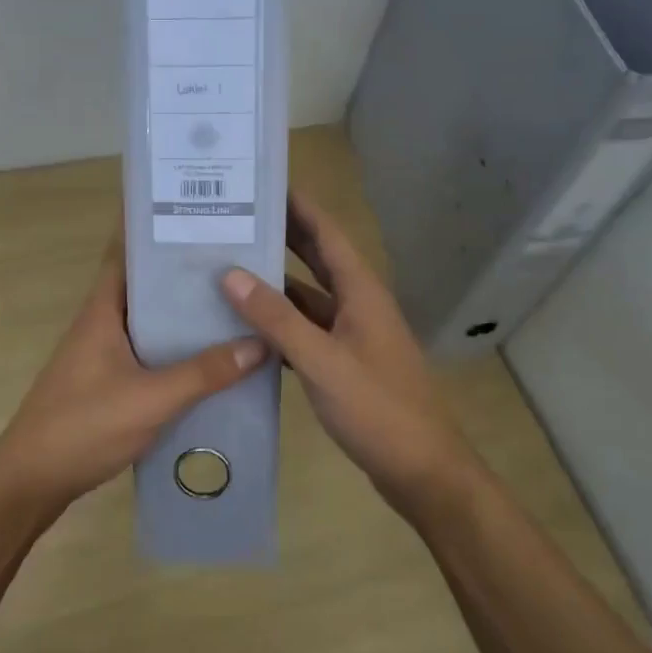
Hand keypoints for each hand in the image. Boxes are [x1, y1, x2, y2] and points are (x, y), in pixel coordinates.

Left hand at [0, 235, 266, 513]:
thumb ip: (204, 373)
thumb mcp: (150, 399)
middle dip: (182, 272)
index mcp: (102, 310)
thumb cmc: (84, 426)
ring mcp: (101, 353)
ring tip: (232, 303)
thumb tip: (259, 343)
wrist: (31, 480)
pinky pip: (147, 352)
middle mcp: (100, 323)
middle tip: (234, 259)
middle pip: (144, 285)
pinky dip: (174, 348)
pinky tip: (208, 359)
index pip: (126, 252)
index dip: (154, 229)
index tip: (194, 212)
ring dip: (180, 313)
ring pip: (148, 320)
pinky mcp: (105, 382)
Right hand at [221, 191, 474, 515]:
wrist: (422, 470)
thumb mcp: (323, 362)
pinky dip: (279, 322)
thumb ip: (277, 319)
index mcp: (361, 292)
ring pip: (308, 297)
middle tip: (235, 217)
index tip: (263, 182)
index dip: (299, 205)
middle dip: (282, 236)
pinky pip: (306, 331)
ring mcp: (352, 335)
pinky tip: (246, 324)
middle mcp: (358, 305)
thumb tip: (230, 274)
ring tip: (229, 266)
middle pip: (317, 259)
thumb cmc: (378, 409)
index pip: (327, 233)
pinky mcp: (344, 363)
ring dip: (275, 282)